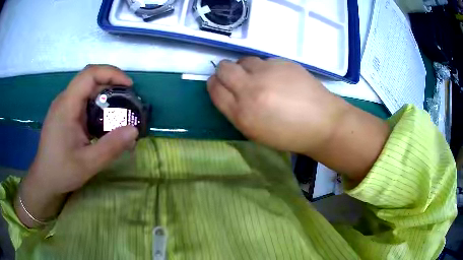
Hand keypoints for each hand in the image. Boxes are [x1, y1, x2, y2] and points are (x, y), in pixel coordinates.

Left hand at [16, 65, 138, 226]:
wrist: (44, 179)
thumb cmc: (61, 171)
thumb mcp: (88, 164)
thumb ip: (111, 147)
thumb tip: (134, 130)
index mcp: (66, 106)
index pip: (89, 74)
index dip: (111, 73)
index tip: (129, 86)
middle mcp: (64, 100)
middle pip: (89, 78)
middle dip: (111, 83)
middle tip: (128, 99)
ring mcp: (63, 106)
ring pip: (87, 89)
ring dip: (105, 94)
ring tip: (119, 109)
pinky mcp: (65, 113)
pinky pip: (83, 100)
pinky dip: (97, 104)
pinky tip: (103, 120)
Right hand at [207, 57, 347, 154]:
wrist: (322, 123)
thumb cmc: (288, 134)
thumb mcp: (255, 132)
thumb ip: (236, 111)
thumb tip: (227, 91)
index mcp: (242, 113)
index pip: (215, 89)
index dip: (214, 84)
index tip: (219, 84)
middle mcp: (251, 89)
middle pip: (224, 68)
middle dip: (224, 71)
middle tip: (235, 77)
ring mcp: (268, 72)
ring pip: (243, 60)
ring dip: (245, 68)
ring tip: (259, 78)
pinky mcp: (283, 62)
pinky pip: (264, 60)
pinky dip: (265, 68)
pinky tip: (278, 78)